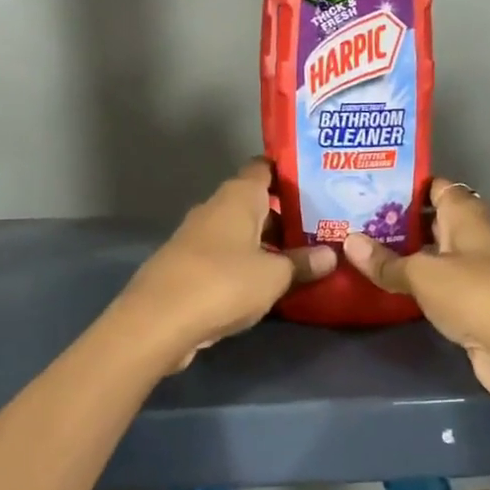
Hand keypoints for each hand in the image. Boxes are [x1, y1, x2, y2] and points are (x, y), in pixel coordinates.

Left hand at [117, 159, 334, 373]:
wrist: (158, 321)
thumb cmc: (224, 283)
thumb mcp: (274, 276)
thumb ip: (303, 263)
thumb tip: (331, 255)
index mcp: (237, 197)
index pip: (264, 168)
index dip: (289, 172)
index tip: (316, 182)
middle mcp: (215, 208)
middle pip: (254, 203)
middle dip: (284, 216)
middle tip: (320, 230)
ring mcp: (197, 237)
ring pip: (240, 233)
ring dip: (266, 244)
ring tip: (301, 259)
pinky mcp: (187, 266)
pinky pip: (226, 257)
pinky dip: (245, 265)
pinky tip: (266, 284)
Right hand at [343, 179, 489, 405]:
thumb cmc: (476, 296)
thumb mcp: (424, 275)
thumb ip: (387, 261)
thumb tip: (348, 240)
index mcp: (467, 217)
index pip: (437, 187)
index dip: (408, 184)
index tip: (371, 186)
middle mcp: (476, 238)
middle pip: (436, 220)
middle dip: (401, 220)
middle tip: (357, 219)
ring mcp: (480, 272)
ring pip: (438, 254)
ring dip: (409, 253)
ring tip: (366, 250)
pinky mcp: (478, 304)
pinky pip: (442, 284)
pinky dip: (420, 283)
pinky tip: (393, 285)